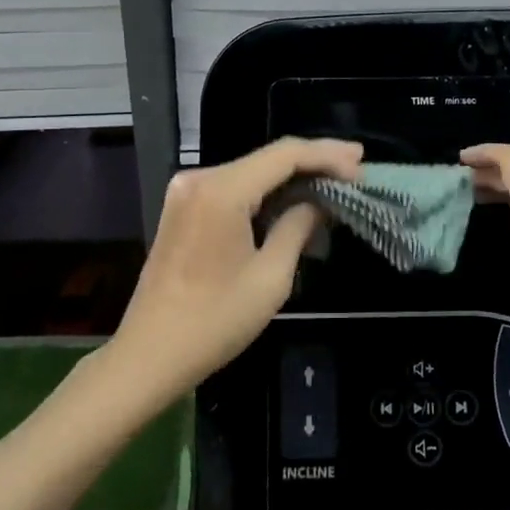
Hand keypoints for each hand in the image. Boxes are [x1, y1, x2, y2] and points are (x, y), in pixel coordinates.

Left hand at [108, 137, 362, 403]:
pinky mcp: (184, 208)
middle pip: (267, 158)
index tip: (361, 163)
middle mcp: (200, 179)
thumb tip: (320, 202)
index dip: (327, 155)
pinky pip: (234, 187)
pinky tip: (295, 197)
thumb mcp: (270, 277)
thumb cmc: (213, 322)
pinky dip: (267, 191)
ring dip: (292, 176)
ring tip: (335, 180)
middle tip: (356, 168)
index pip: (284, 154)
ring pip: (252, 171)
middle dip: (313, 161)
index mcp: (221, 190)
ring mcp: (187, 192)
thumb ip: (298, 227)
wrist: (148, 355)